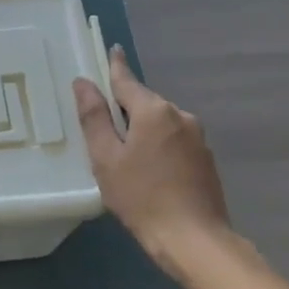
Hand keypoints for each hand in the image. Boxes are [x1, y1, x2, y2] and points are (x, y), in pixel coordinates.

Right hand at [73, 47, 230, 246]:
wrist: (193, 239)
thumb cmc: (141, 197)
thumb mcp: (106, 158)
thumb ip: (94, 118)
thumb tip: (83, 82)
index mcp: (154, 111)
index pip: (127, 80)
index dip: (115, 66)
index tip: (112, 49)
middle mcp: (180, 115)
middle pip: (144, 102)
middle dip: (125, 109)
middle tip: (103, 129)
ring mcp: (197, 137)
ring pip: (160, 123)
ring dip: (142, 130)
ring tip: (124, 157)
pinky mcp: (205, 159)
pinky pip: (174, 140)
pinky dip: (158, 146)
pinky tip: (148, 171)